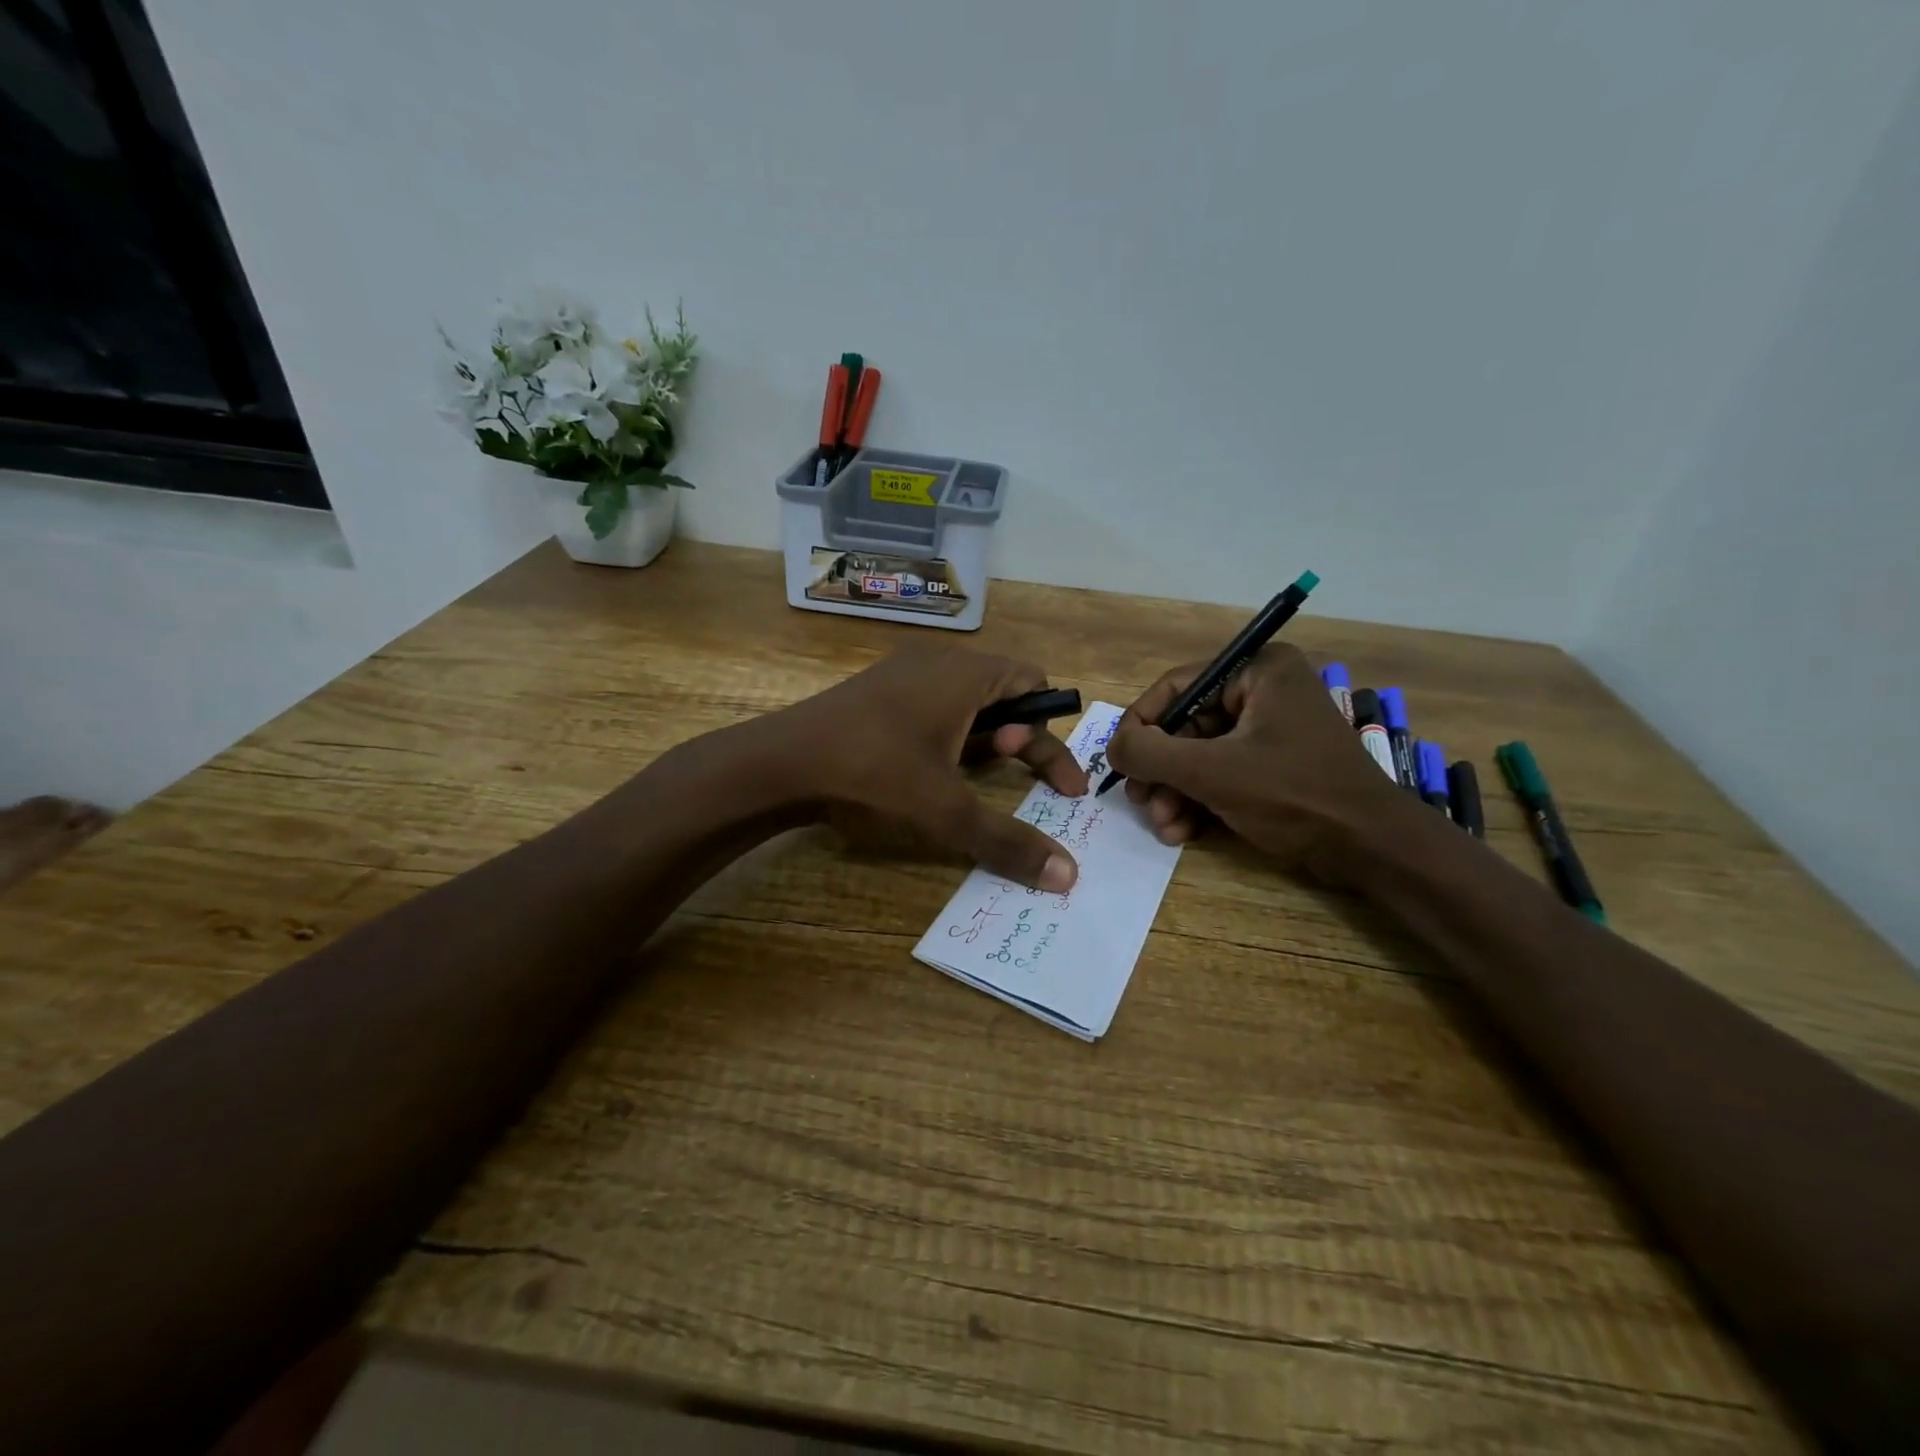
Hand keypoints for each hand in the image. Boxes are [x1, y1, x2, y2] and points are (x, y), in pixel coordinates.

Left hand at [768, 647, 1088, 890]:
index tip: (1061, 787)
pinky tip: (927, 770)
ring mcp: (901, 672)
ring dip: (982, 739)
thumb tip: (1068, 877)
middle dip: (1019, 739)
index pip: (1033, 683)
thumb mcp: (947, 812)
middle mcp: (938, 661)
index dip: (1053, 735)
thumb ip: (1009, 841)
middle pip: (1003, 692)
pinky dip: (947, 734)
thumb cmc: (874, 773)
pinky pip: (930, 704)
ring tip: (968, 777)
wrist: (779, 762)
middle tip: (1012, 777)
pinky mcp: (874, 690)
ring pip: (964, 700)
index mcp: (965, 674)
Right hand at [1105, 644, 1407, 883]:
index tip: (1118, 761)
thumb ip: (1151, 753)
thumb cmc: (1294, 795)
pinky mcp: (1271, 765)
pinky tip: (1181, 832)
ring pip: (1198, 754)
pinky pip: (1219, 773)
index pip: (1177, 686)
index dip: (1140, 724)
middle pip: (1185, 725)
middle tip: (1140, 802)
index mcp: (1257, 671)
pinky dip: (1197, 800)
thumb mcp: (1212, 772)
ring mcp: (1268, 730)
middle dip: (1160, 770)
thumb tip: (1112, 746)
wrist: (1371, 849)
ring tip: (1163, 826)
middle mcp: (1262, 691)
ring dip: (1173, 792)